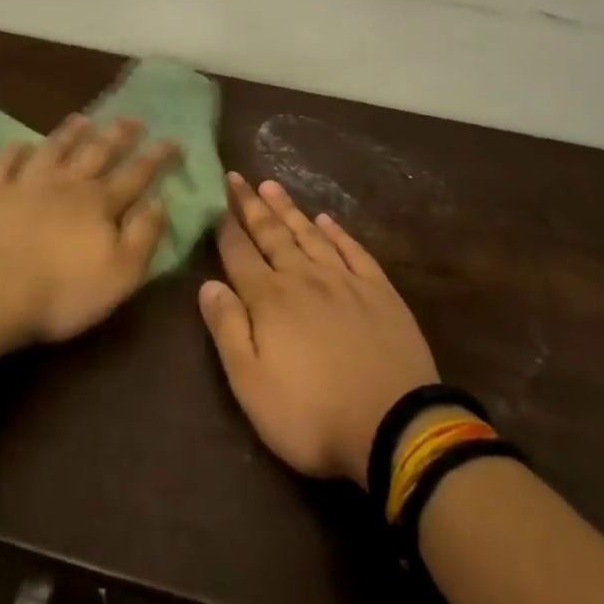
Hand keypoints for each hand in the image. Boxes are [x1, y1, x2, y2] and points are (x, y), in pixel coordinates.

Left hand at [0, 115, 178, 349]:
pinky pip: (4, 164)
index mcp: (100, 204)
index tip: (174, 140)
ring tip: (83, 119)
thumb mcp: (120, 274)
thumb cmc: (62, 292)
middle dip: (118, 135)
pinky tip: (21, 143)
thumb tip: (160, 202)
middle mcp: (67, 185)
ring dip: (70, 133)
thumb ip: (144, 236)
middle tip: (133, 118)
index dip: (157, 157)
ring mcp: (25, 185)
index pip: (136, 174)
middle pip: (97, 153)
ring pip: (53, 150)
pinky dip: (14, 151)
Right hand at [199, 175, 439, 487]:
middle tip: (237, 177)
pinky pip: (352, 250)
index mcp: (269, 300)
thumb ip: (227, 330)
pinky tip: (325, 219)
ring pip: (309, 234)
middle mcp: (304, 278)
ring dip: (288, 210)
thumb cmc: (312, 414)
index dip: (225, 227)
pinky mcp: (378, 290)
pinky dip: (336, 232)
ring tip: (272, 185)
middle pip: (272, 235)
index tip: (215, 201)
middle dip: (251, 206)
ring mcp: (344, 280)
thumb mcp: (252, 384)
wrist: (395, 425)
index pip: (239, 254)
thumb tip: (207, 284)